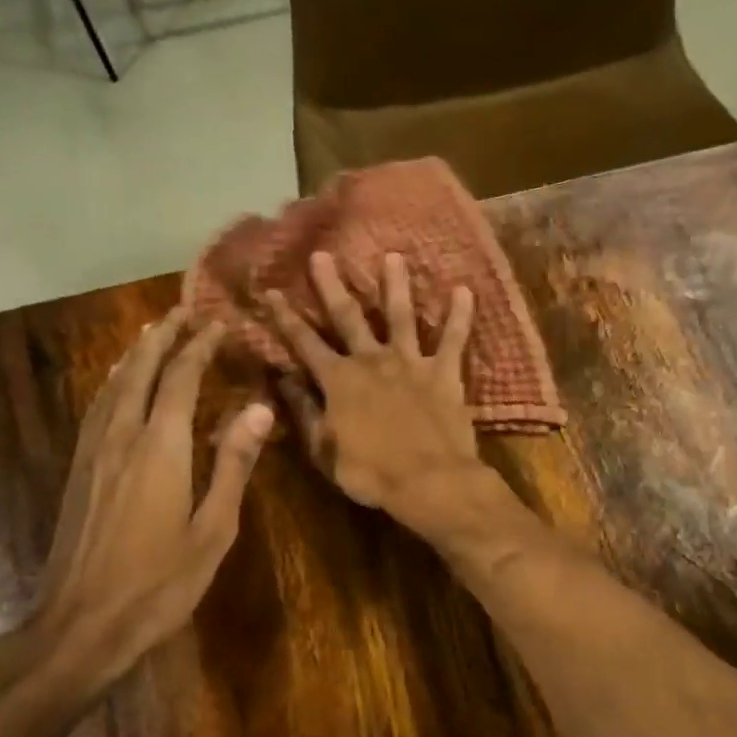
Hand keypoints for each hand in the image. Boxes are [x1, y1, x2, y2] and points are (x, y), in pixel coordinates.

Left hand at [29, 309, 273, 694]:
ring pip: (113, 387)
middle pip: (141, 372)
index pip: (182, 379)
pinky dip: (112, 384)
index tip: (218, 324)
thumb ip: (234, 465)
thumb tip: (260, 409)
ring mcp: (93, 454)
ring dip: (135, 356)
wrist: (80, 625)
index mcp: (161, 448)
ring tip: (150, 334)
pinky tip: (117, 387)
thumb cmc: (160, 583)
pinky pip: (96, 410)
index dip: (200, 347)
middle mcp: (122, 437)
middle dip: (163, 338)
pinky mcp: (77, 472)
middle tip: (181, 312)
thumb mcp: (213, 529)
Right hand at [268, 250, 481, 529]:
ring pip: (401, 315)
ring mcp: (410, 363)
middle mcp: (372, 361)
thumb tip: (284, 380)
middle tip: (323, 255)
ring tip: (393, 256)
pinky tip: (465, 289)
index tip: (272, 291)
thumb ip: (304, 412)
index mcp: (339, 381)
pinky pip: (453, 339)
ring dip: (395, 285)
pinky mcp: (444, 373)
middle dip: (332, 286)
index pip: (305, 343)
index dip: (286, 318)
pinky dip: (460, 315)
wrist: (429, 481)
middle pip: (348, 317)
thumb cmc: (371, 473)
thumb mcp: (324, 450)